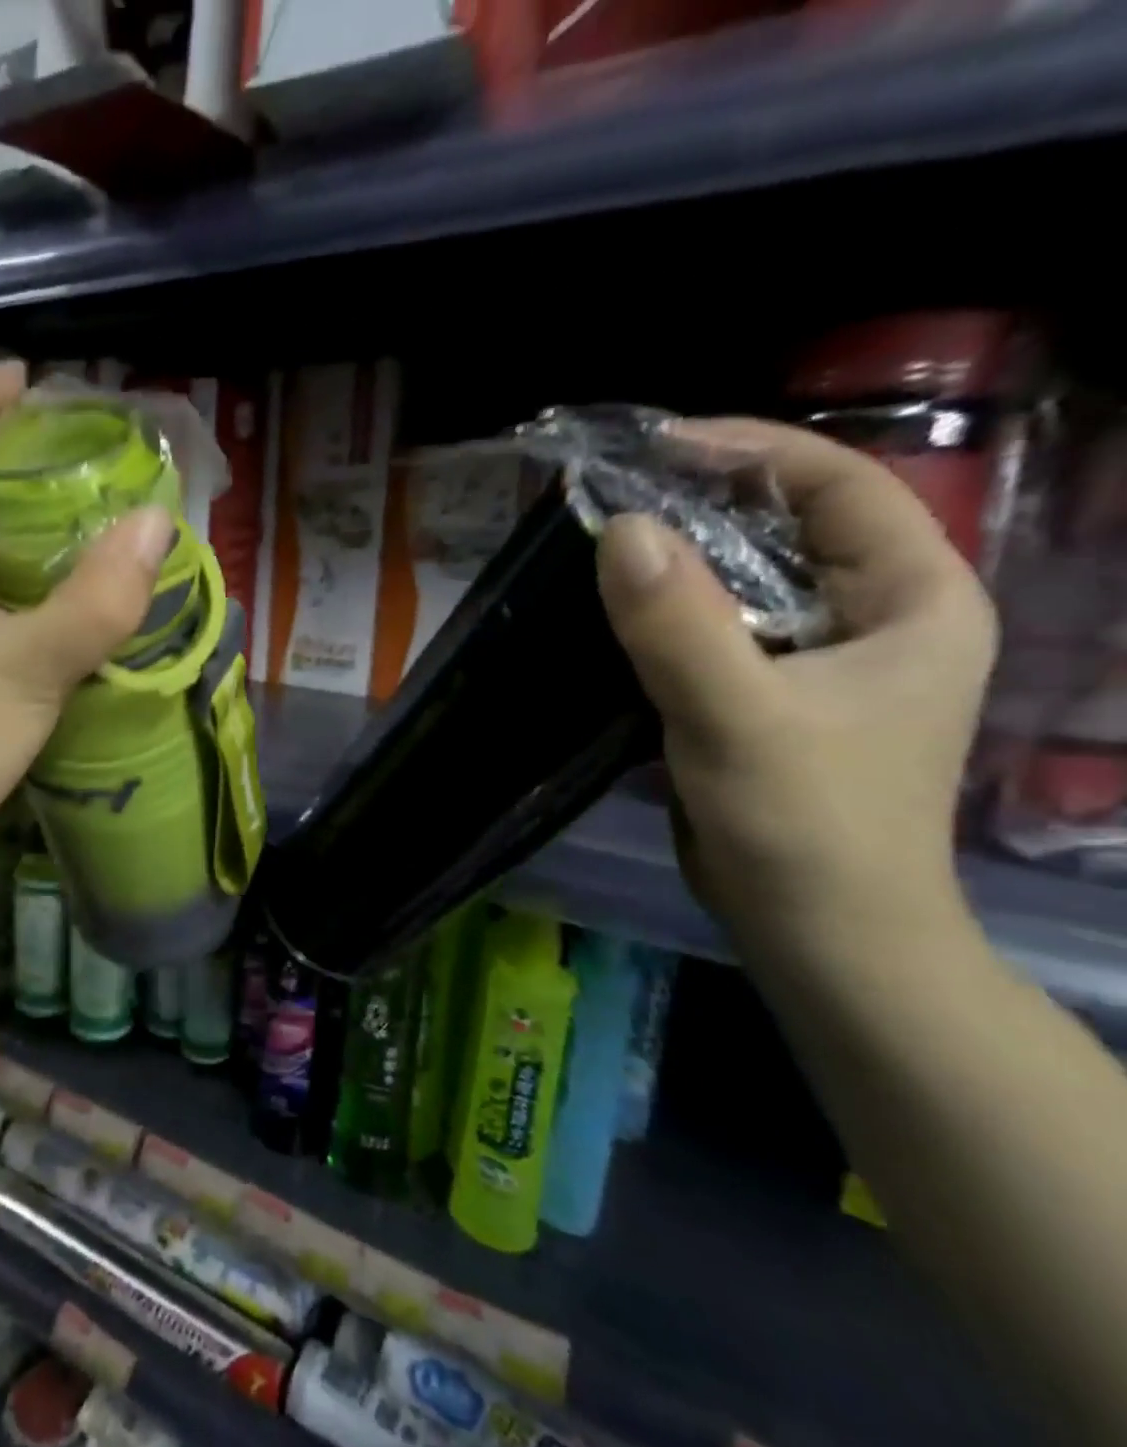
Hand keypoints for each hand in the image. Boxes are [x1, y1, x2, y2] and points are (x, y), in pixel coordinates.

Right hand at [596, 418, 998, 967]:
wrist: (817, 933)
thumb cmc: (806, 826)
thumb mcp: (739, 718)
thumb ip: (680, 625)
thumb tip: (619, 528)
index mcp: (914, 600)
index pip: (841, 485)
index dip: (751, 451)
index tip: (656, 448)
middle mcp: (875, 616)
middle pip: (787, 527)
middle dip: (701, 503)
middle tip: (611, 494)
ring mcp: (819, 659)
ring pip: (743, 581)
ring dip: (674, 561)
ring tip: (597, 544)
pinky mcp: (768, 695)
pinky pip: (713, 629)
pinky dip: (663, 613)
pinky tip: (612, 612)